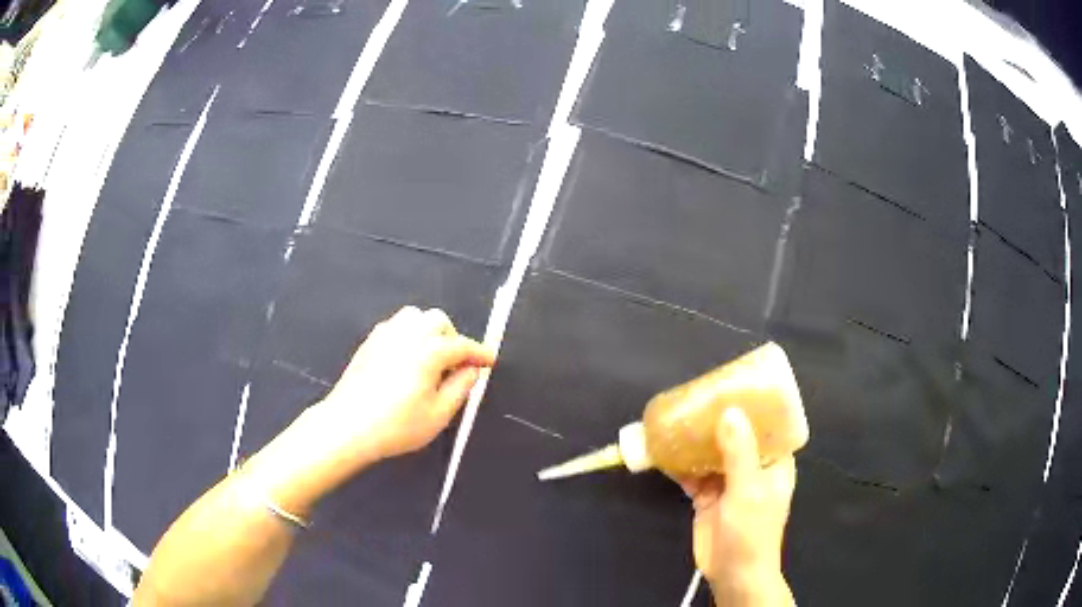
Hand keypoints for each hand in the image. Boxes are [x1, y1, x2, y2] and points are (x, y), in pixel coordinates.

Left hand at [308, 306, 495, 466]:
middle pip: (438, 320)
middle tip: (455, 365)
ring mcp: (385, 335)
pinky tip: (407, 359)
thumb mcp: (439, 414)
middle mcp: (407, 335)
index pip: (462, 345)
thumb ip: (461, 387)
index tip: (490, 360)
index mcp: (428, 352)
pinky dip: (410, 335)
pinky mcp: (369, 342)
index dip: (480, 353)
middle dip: (453, 338)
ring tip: (430, 358)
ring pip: (415, 317)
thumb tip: (472, 370)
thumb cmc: (397, 425)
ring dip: (429, 332)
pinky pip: (396, 326)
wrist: (348, 426)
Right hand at [680, 408, 795, 606]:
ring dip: (696, 440)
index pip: (769, 426)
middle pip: (736, 436)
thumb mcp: (749, 490)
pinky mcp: (707, 497)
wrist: (732, 573)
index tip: (736, 386)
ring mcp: (728, 482)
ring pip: (712, 453)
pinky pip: (692, 474)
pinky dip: (680, 464)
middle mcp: (753, 468)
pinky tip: (664, 451)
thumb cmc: (752, 531)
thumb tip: (729, 412)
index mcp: (774, 463)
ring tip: (678, 417)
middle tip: (699, 397)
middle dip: (719, 419)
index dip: (755, 406)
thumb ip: (740, 452)